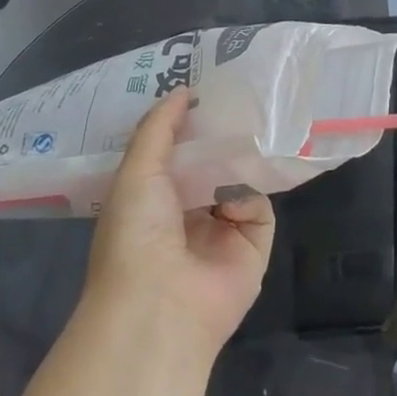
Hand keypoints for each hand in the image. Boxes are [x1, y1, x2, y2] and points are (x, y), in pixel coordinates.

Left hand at [84, 90, 275, 355]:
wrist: (160, 305)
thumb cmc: (136, 234)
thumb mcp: (137, 171)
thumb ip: (159, 128)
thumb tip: (184, 90)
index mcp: (152, 200)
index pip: (175, 154)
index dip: (187, 125)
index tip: (204, 89)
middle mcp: (187, 215)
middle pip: (211, 165)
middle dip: (221, 138)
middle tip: (240, 99)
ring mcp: (221, 232)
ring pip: (239, 182)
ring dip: (241, 161)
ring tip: (253, 128)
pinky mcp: (252, 246)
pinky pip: (260, 208)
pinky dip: (251, 198)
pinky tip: (238, 197)